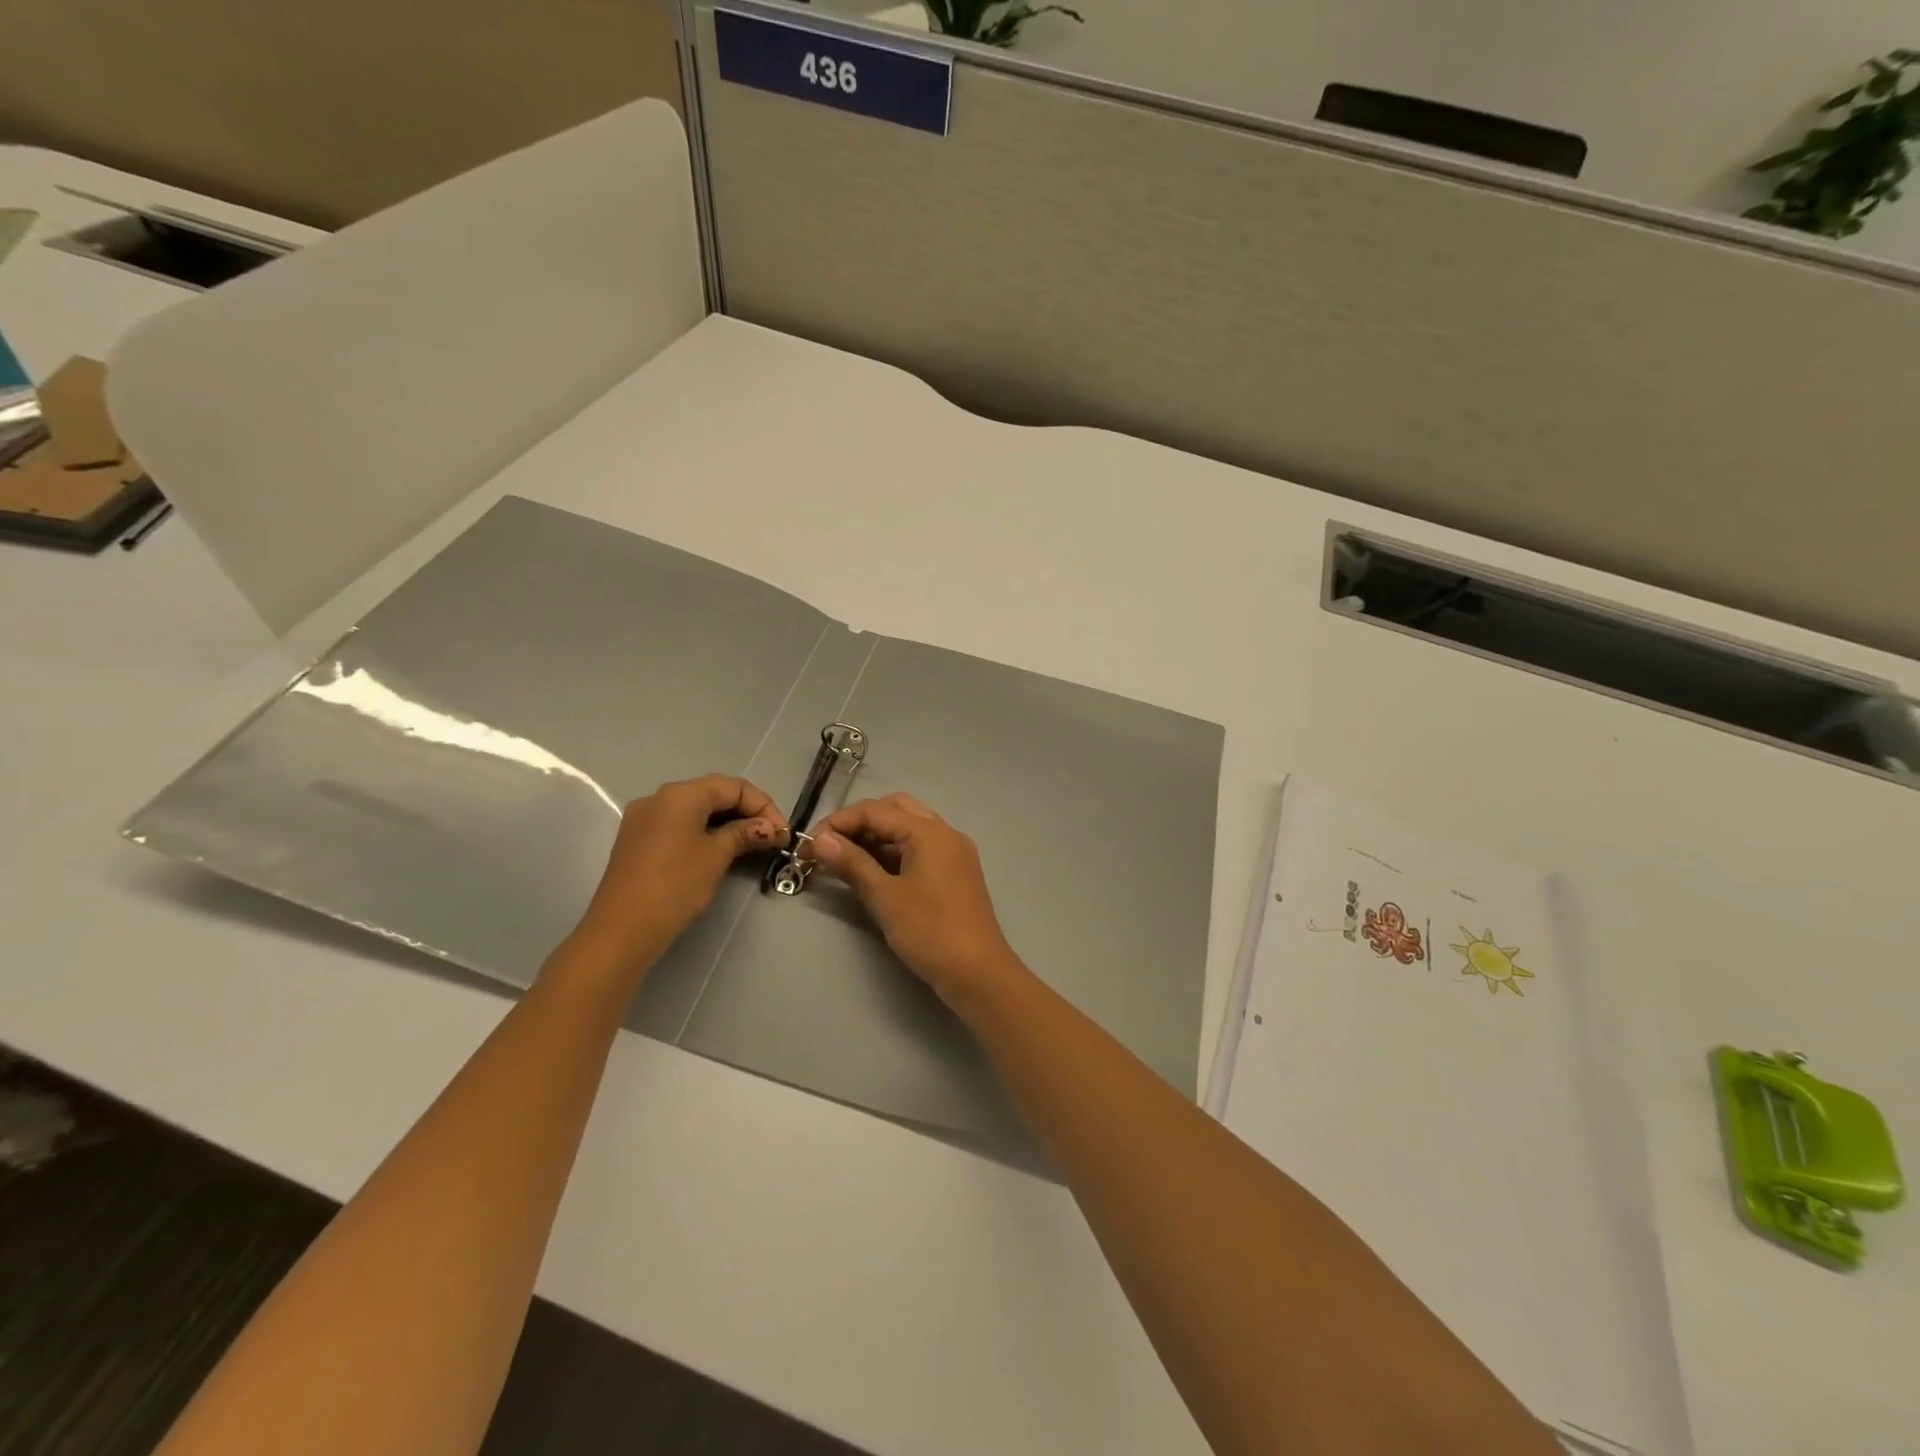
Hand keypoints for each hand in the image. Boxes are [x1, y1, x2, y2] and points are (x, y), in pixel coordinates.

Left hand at [569, 775, 787, 973]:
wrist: (622, 930)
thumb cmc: (675, 886)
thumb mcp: (717, 856)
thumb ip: (744, 834)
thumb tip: (768, 828)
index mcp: (680, 794)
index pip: (734, 786)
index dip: (764, 806)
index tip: (783, 833)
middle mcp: (659, 797)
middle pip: (713, 794)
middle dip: (746, 812)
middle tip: (771, 838)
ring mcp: (643, 819)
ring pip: (695, 810)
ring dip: (727, 823)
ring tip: (751, 845)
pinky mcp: (636, 840)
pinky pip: (678, 825)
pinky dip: (704, 832)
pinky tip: (719, 850)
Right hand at [807, 794, 1023, 1009]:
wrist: (978, 972)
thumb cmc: (929, 932)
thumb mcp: (885, 897)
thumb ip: (852, 863)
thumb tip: (821, 840)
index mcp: (929, 832)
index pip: (875, 810)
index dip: (838, 822)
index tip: (808, 845)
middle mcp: (945, 832)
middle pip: (895, 809)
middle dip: (859, 822)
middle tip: (830, 846)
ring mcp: (955, 852)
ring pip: (910, 827)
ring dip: (878, 836)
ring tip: (846, 858)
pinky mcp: (957, 871)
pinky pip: (922, 847)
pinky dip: (896, 851)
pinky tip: (875, 870)